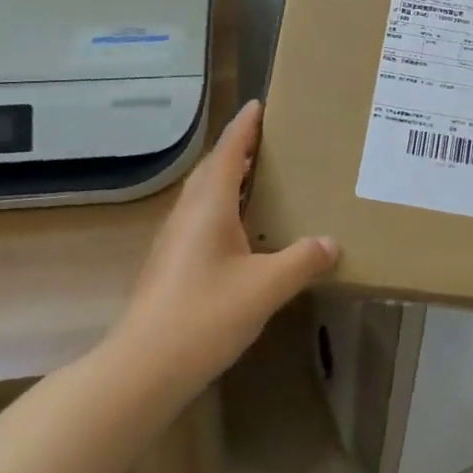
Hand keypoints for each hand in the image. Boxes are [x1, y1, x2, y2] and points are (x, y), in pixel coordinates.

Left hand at [118, 100, 338, 386]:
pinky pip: (200, 217)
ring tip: (259, 177)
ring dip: (228, 178)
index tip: (260, 104)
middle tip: (268, 140)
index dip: (244, 126)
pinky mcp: (171, 264)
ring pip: (204, 194)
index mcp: (209, 205)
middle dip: (238, 149)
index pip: (228, 151)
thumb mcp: (265, 287)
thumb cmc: (204, 315)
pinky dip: (223, 206)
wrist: (142, 369)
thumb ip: (301, 261)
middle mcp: (188, 213)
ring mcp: (174, 239)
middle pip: (213, 168)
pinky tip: (241, 230)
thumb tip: (331, 243)